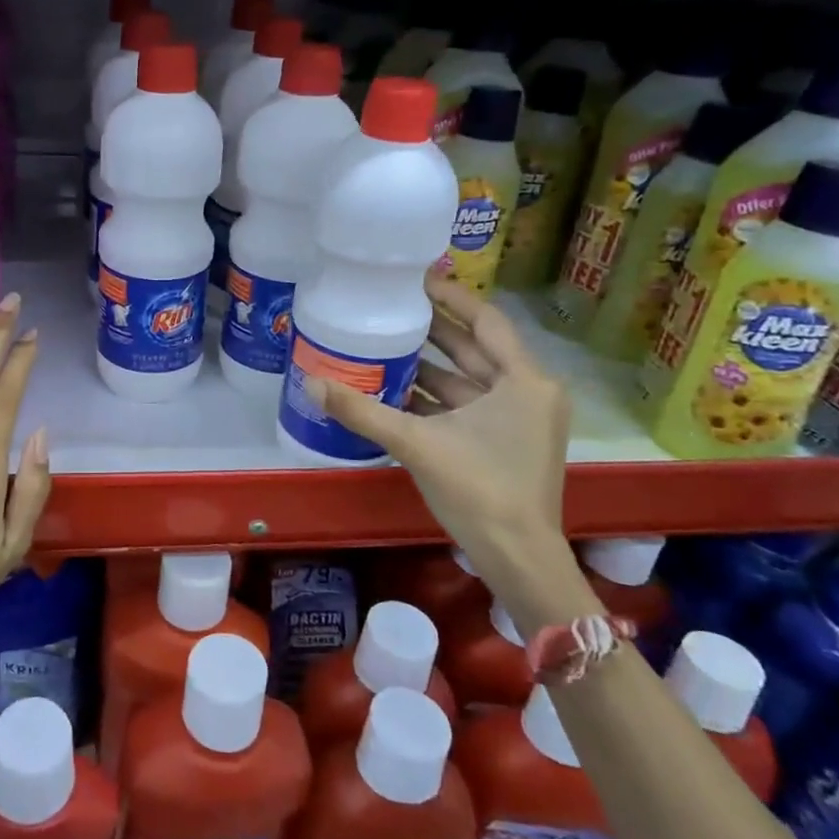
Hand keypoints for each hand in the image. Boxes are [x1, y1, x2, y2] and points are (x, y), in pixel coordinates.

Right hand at [306, 273, 583, 625]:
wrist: (517, 559)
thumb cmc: (478, 490)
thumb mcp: (416, 443)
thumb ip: (362, 411)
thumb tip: (310, 382)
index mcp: (523, 381)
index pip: (485, 320)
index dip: (450, 296)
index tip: (414, 279)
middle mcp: (528, 392)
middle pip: (475, 348)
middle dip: (432, 330)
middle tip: (389, 308)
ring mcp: (520, 419)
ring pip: (469, 379)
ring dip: (430, 365)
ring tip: (383, 344)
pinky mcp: (508, 442)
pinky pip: (468, 406)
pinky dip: (437, 397)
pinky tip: (396, 390)